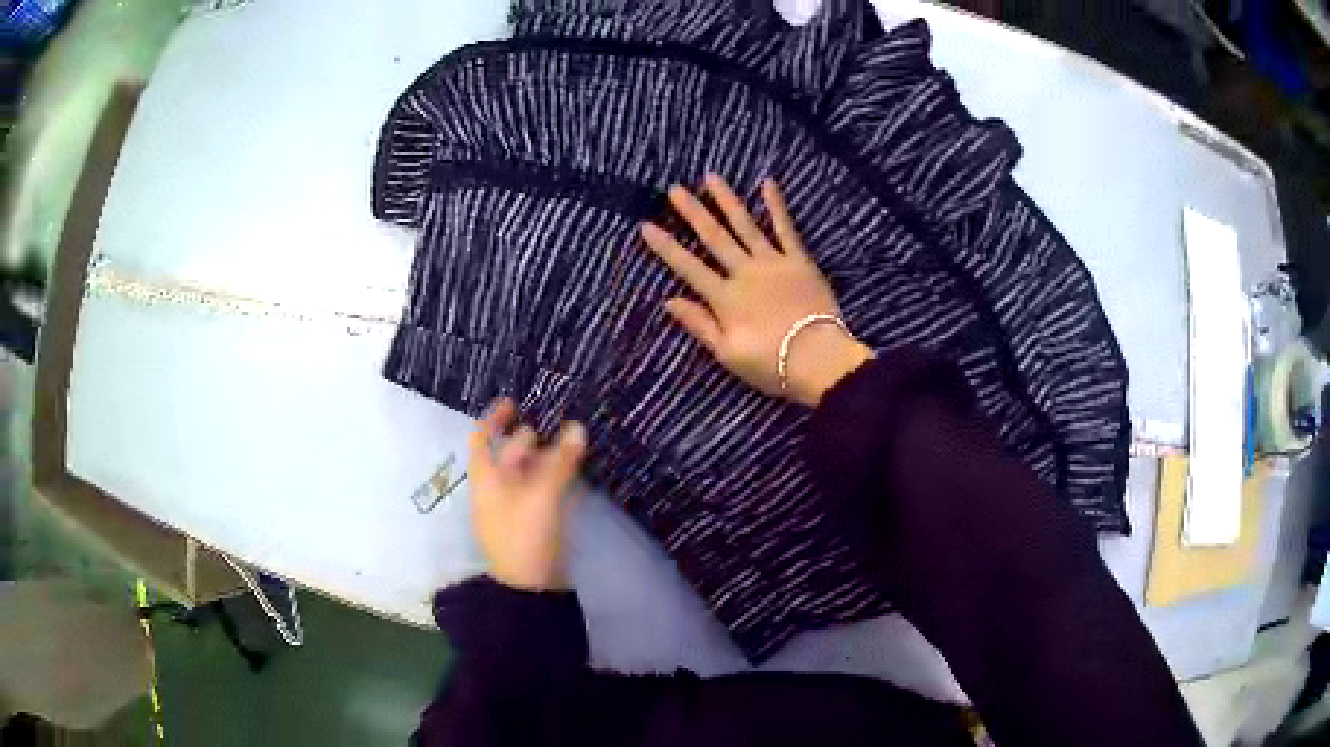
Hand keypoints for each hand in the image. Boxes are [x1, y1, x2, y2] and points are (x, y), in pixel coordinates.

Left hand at [467, 398, 587, 590]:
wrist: (529, 589)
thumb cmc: (524, 535)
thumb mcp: (541, 495)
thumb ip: (560, 461)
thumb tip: (578, 427)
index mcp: (487, 479)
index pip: (483, 439)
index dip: (495, 418)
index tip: (514, 401)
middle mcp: (497, 489)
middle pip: (509, 455)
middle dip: (530, 436)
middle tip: (558, 419)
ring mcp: (515, 507)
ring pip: (528, 473)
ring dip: (547, 457)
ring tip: (573, 441)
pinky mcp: (533, 523)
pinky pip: (542, 491)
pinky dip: (555, 477)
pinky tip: (575, 472)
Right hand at [641, 174, 874, 406]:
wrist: (820, 360)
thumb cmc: (771, 364)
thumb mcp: (728, 354)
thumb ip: (699, 324)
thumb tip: (669, 301)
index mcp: (725, 298)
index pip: (688, 267)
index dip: (666, 247)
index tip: (646, 225)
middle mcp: (745, 272)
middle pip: (714, 238)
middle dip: (692, 212)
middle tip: (674, 189)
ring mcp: (773, 263)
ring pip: (745, 226)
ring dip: (727, 201)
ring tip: (711, 177)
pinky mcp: (799, 261)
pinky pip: (786, 229)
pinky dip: (776, 206)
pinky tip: (767, 184)